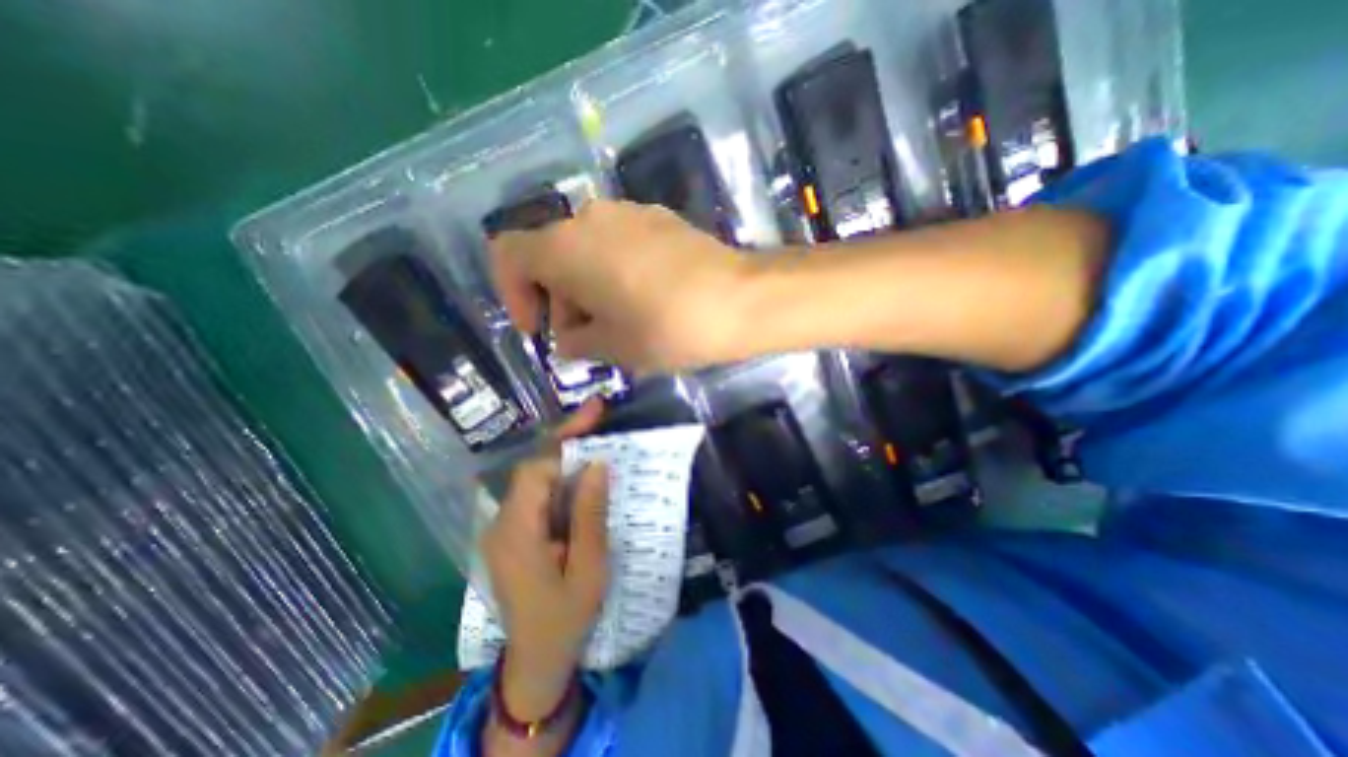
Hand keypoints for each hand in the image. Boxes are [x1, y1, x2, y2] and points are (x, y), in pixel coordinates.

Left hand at [478, 401, 611, 717]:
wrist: (536, 660)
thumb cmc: (566, 618)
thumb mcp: (589, 569)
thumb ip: (590, 515)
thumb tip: (596, 465)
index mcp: (517, 533)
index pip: (536, 471)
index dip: (564, 439)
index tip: (594, 412)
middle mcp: (502, 524)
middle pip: (532, 469)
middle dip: (565, 439)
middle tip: (597, 416)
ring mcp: (504, 529)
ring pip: (534, 479)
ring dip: (564, 456)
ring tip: (594, 437)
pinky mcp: (513, 534)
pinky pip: (537, 495)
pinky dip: (560, 478)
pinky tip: (581, 475)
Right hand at [486, 199, 756, 372]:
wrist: (739, 300)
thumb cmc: (665, 327)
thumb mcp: (611, 348)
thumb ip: (576, 343)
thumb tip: (569, 339)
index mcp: (565, 247)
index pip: (508, 256)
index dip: (512, 294)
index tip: (538, 330)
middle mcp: (590, 218)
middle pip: (551, 255)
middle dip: (558, 300)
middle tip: (585, 339)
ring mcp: (629, 213)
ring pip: (587, 250)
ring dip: (587, 287)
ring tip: (618, 324)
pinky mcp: (660, 218)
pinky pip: (619, 244)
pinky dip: (615, 272)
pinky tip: (644, 300)